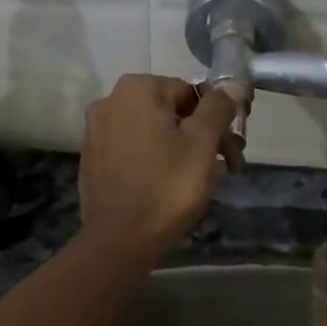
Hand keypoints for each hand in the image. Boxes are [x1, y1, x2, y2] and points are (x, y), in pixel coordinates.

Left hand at [78, 74, 243, 258]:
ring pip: (154, 136)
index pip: (191, 93)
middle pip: (171, 114)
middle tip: (227, 169)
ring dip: (183, 154)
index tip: (233, 150)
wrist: (120, 240)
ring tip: (205, 185)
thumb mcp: (203, 143)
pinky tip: (172, 191)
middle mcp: (110, 103)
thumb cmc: (168, 186)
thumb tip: (233, 85)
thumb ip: (219, 108)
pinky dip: (157, 166)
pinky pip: (135, 155)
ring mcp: (96, 133)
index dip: (217, 120)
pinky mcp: (93, 162)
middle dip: (202, 139)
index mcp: (136, 90)